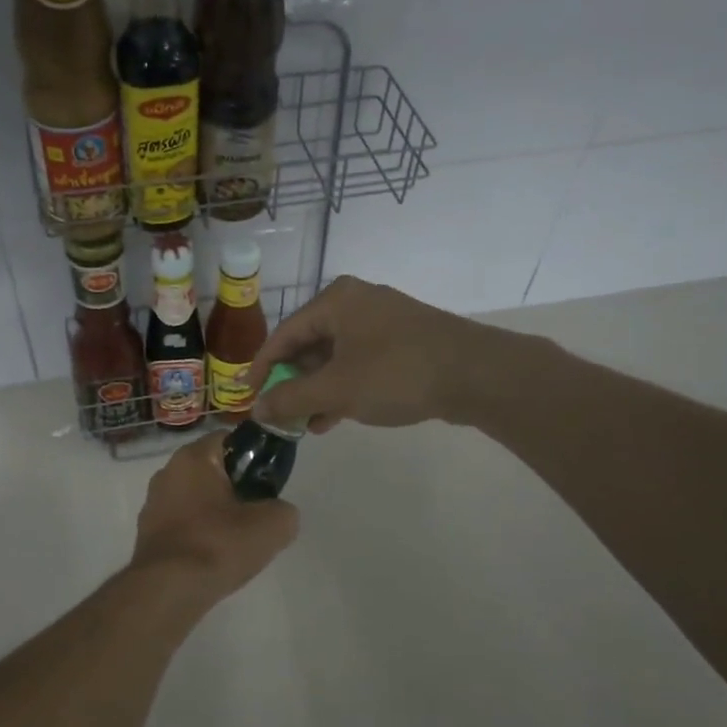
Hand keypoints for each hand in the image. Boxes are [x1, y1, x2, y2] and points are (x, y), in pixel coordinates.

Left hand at [128, 432, 298, 603]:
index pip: (228, 439)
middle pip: (212, 470)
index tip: (268, 482)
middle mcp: (167, 472)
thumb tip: (278, 513)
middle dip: (236, 487)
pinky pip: (183, 523)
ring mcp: (153, 503)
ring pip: (196, 498)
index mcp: (192, 457)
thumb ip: (284, 510)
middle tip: (257, 513)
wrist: (168, 591)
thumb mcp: (273, 525)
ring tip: (237, 541)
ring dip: (217, 513)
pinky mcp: (147, 533)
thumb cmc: (218, 544)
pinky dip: (199, 534)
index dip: (254, 456)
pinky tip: (213, 557)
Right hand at [249, 275, 487, 434]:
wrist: (477, 374)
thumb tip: (256, 409)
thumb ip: (291, 398)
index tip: (248, 398)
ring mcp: (383, 321)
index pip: (283, 334)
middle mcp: (356, 303)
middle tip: (280, 414)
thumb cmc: (397, 373)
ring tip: (307, 424)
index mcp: (335, 301)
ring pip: (335, 357)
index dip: (262, 368)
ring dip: (318, 391)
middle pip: (309, 344)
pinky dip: (344, 387)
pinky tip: (336, 417)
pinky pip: (360, 362)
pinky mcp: (403, 341)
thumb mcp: (336, 389)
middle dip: (293, 383)